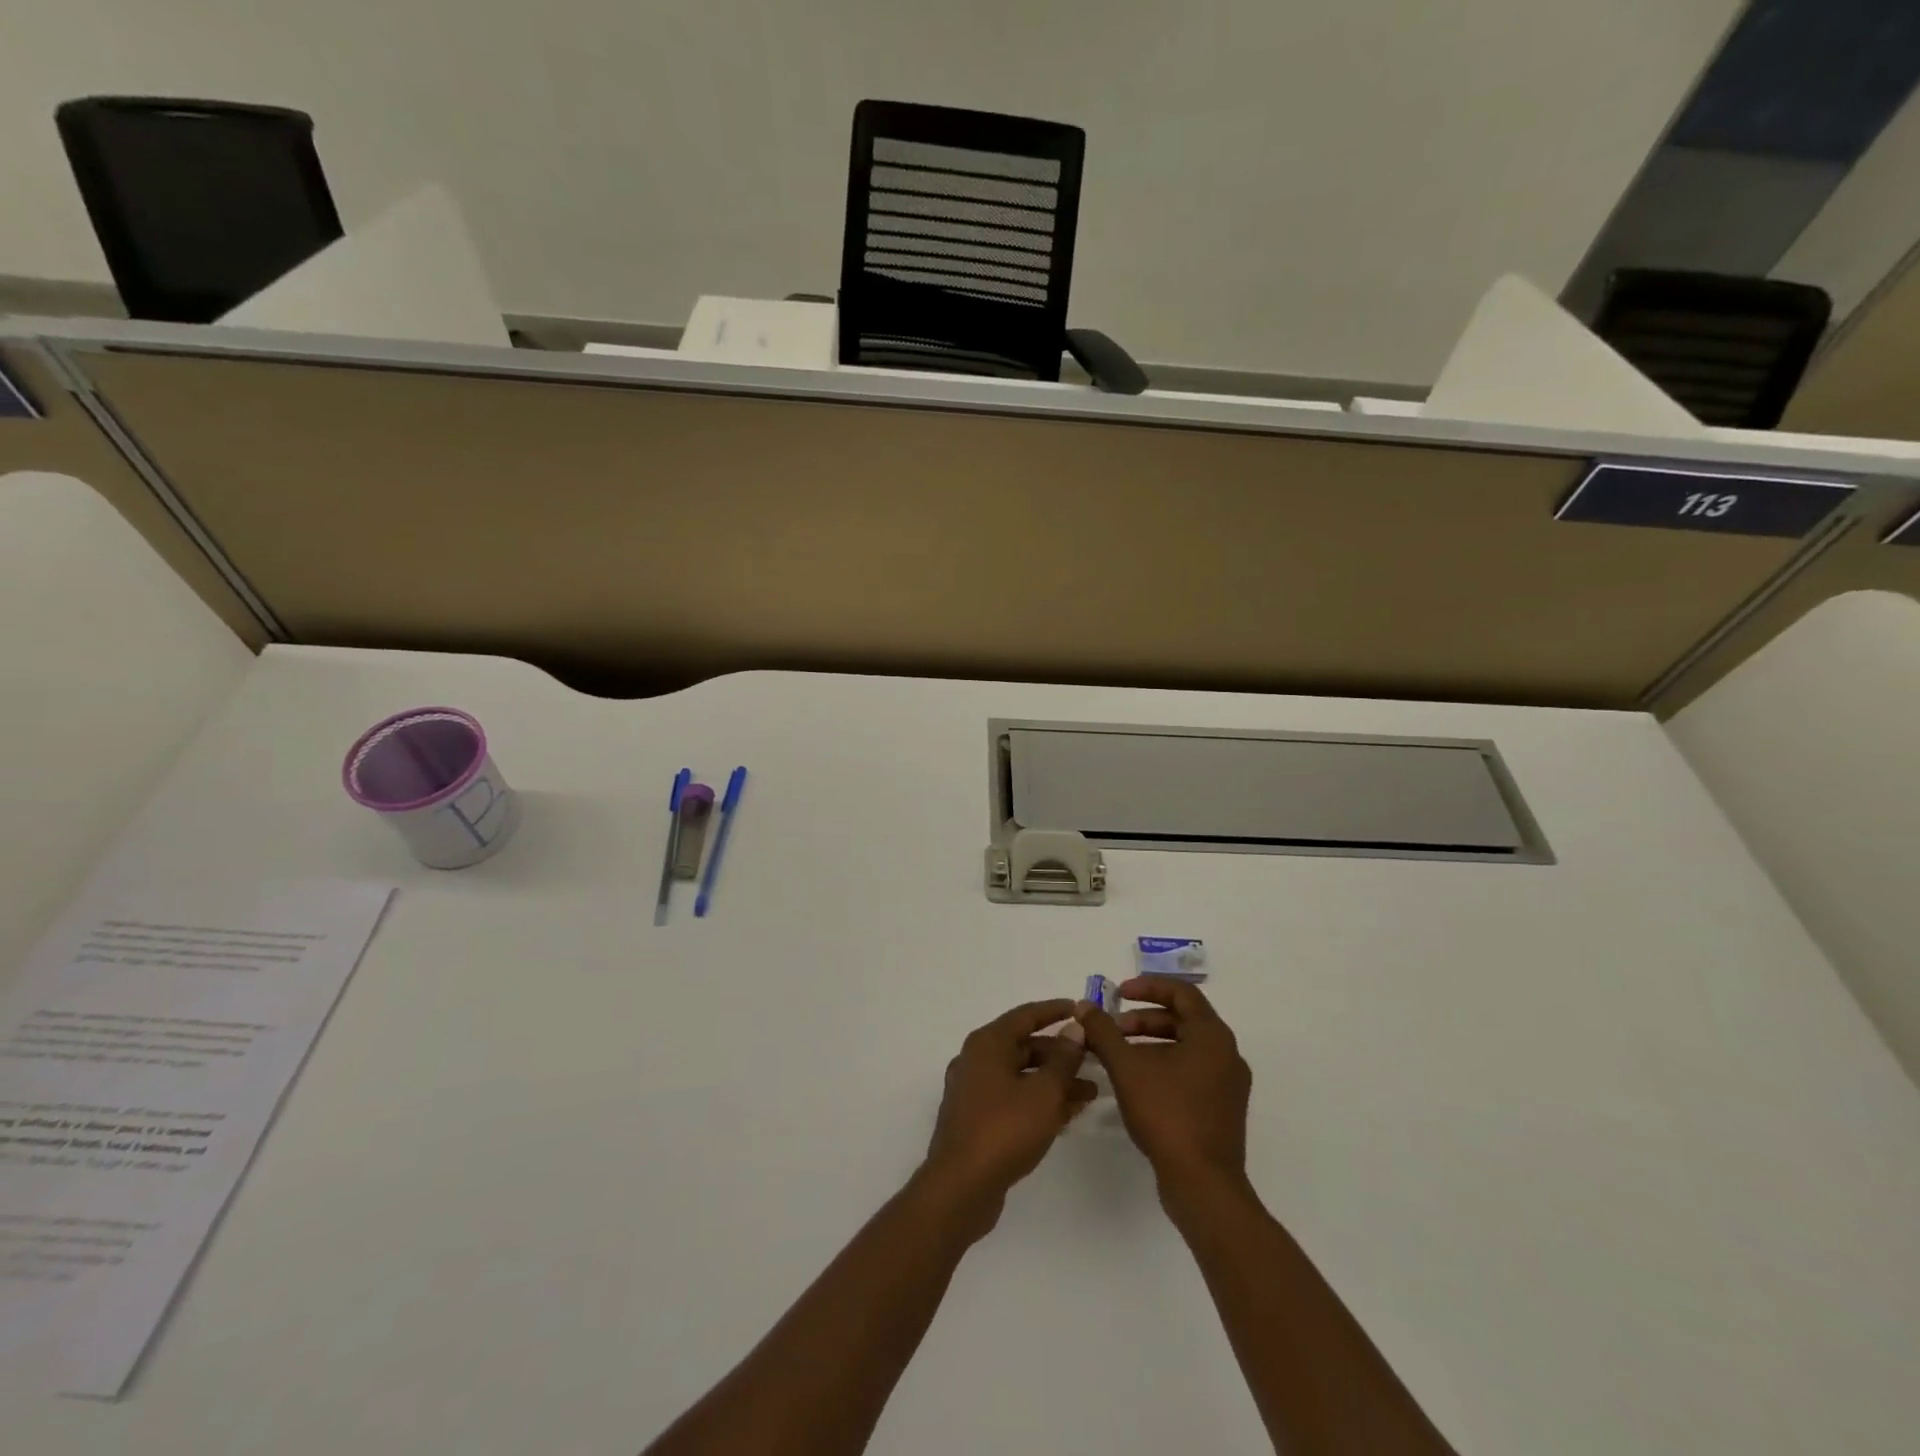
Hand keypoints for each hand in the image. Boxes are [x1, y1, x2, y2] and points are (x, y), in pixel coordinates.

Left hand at [922, 999, 1096, 1229]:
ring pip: (1021, 1076)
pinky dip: (1039, 1101)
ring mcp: (974, 1091)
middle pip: (1024, 1046)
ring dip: (1054, 1082)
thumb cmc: (1004, 1130)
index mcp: (987, 1044)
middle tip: (1094, 1060)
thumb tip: (1074, 1029)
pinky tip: (1068, 1114)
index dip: (1054, 1011)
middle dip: (1061, 1054)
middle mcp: (977, 1060)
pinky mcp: (977, 1119)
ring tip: (1090, 1094)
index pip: (1025, 1015)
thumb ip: (1063, 1059)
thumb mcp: (1044, 1093)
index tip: (1080, 1010)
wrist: (961, 1188)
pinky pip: (1014, 1099)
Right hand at [1077, 977, 1250, 1196]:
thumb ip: (1104, 1032)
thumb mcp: (1127, 1067)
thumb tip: (1084, 1006)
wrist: (1203, 1185)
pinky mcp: (1222, 1109)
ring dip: (1151, 1043)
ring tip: (1118, 1056)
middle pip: (1183, 1020)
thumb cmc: (1167, 1115)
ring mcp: (1228, 1084)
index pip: (1182, 992)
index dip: (1148, 987)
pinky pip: (1192, 1072)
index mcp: (1213, 1036)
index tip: (1118, 994)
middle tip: (1113, 1028)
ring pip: (1186, 1048)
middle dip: (1143, 1019)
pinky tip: (1136, 1083)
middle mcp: (1227, 1054)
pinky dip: (1164, 1066)